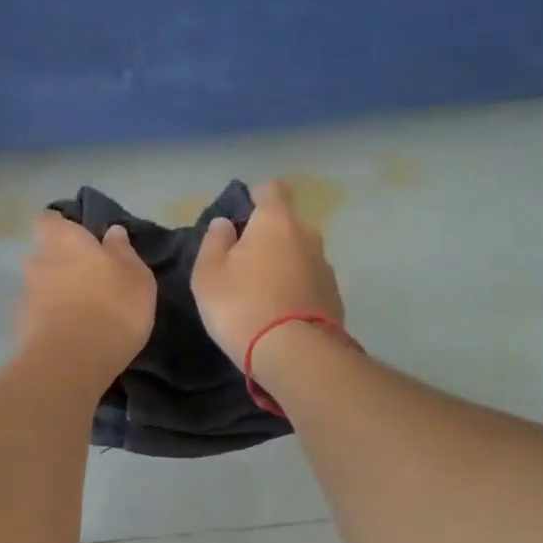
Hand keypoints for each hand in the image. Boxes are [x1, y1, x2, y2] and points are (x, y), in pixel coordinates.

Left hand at [18, 213, 156, 383]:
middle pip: (45, 255)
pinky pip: (38, 316)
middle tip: (89, 282)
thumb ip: (123, 251)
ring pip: (41, 287)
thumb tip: (113, 232)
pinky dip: (50, 322)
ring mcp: (24, 296)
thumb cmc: (113, 306)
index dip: (62, 226)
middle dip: (62, 265)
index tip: (81, 240)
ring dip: (56, 295)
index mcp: (63, 240)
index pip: (49, 219)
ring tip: (81, 315)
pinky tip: (70, 337)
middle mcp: (37, 261)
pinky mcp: (20, 328)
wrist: (73, 360)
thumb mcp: (136, 276)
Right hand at [191, 180, 345, 364]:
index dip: (257, 197)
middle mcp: (308, 235)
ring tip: (262, 292)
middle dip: (269, 236)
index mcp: (277, 220)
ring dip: (284, 264)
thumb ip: (214, 243)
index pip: (272, 189)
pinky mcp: (334, 296)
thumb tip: (224, 224)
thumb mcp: (208, 275)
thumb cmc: (241, 305)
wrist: (294, 354)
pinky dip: (296, 288)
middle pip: (287, 224)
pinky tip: (280, 312)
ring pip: (300, 254)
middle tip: (245, 261)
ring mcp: (326, 266)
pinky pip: (309, 282)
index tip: (242, 216)